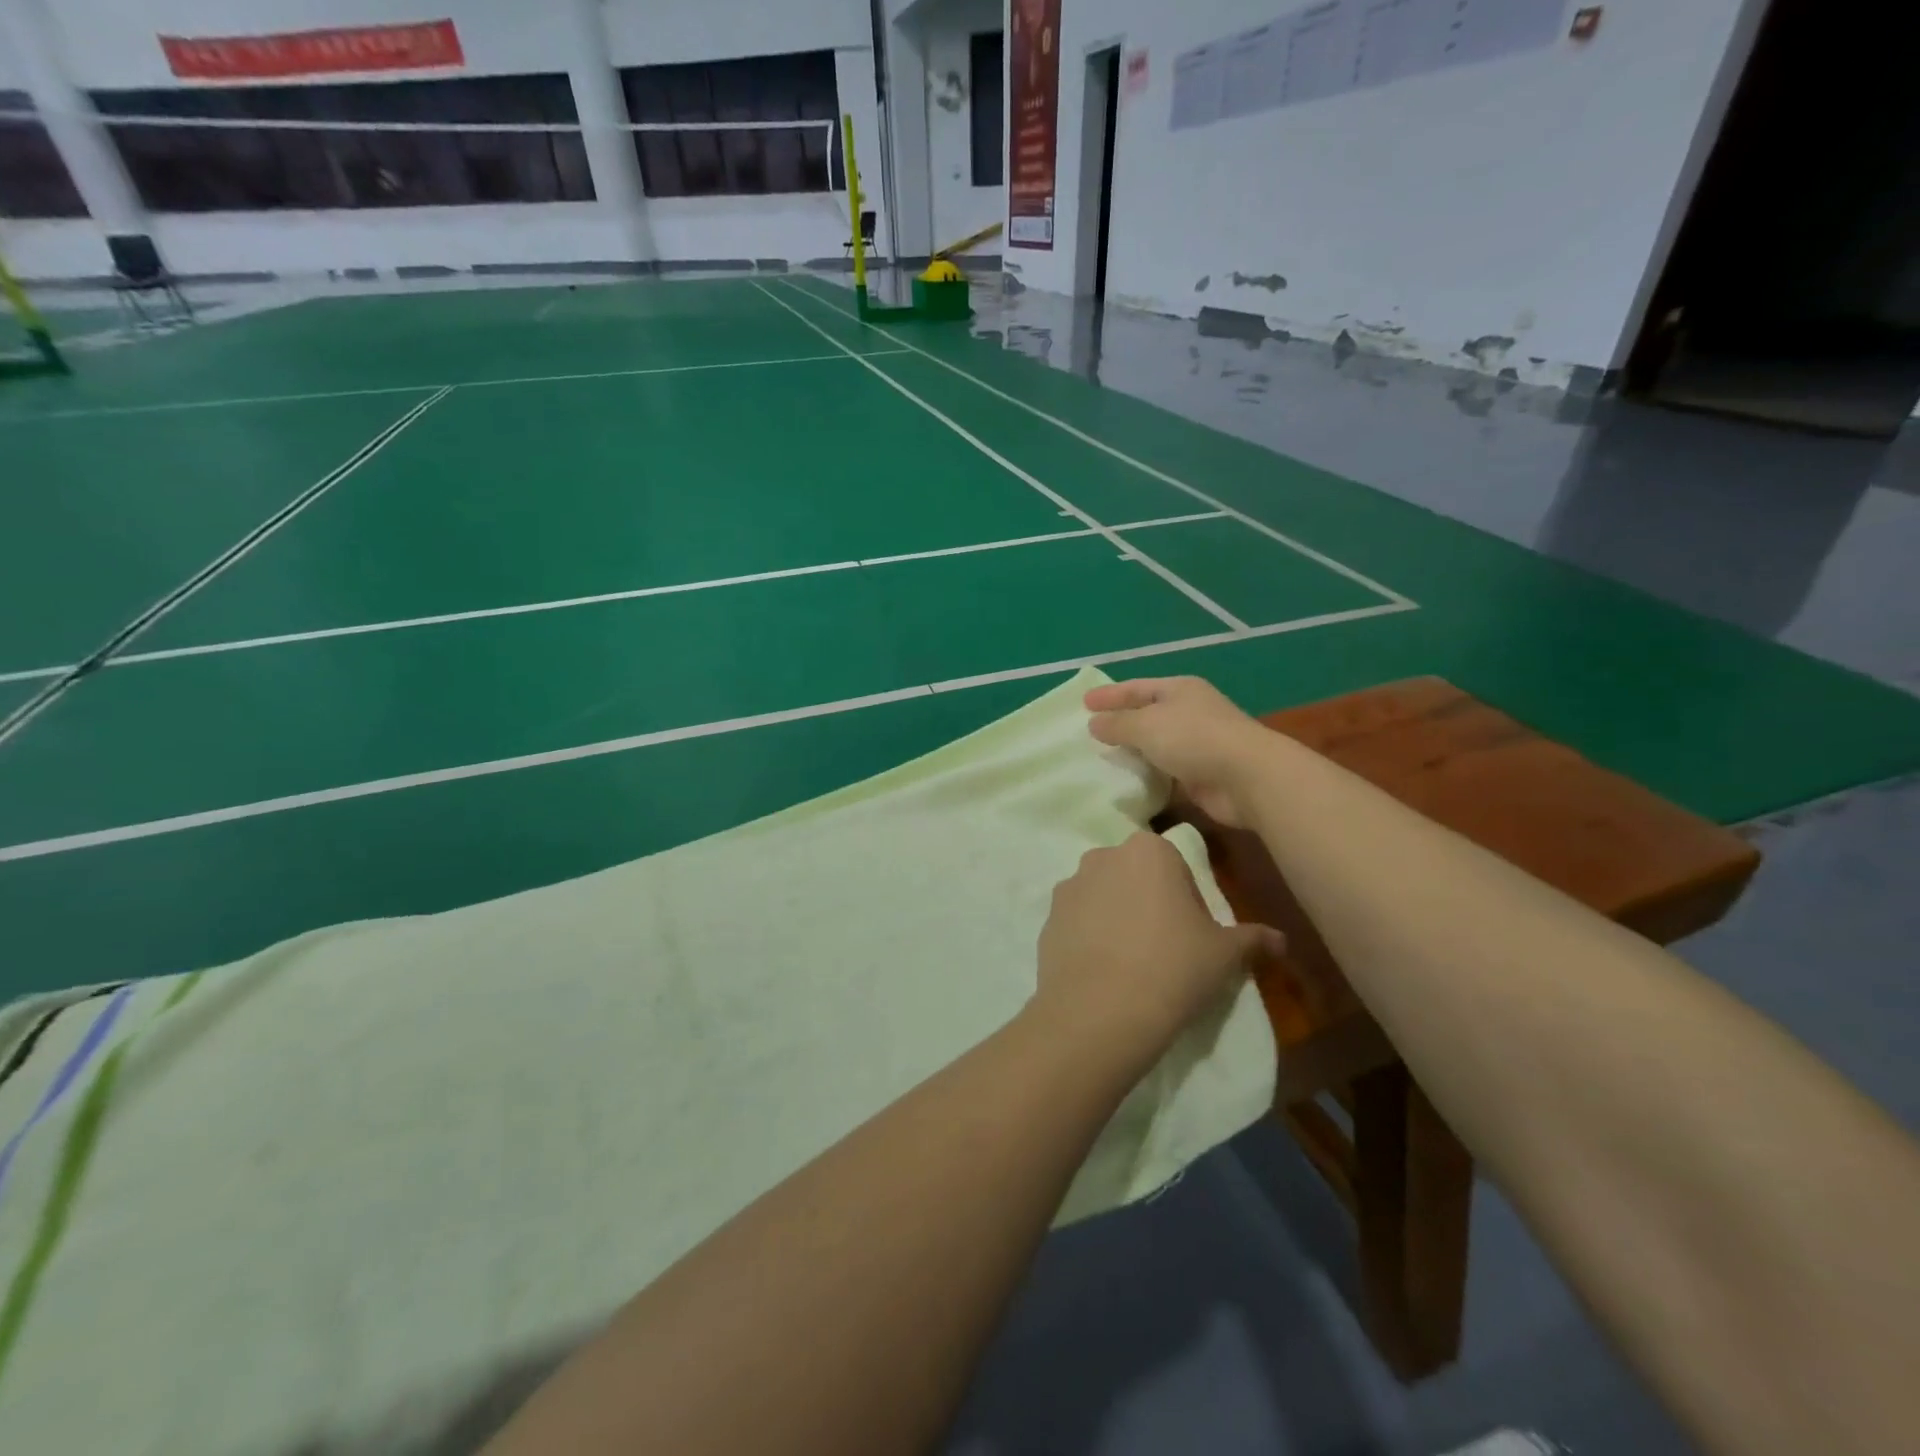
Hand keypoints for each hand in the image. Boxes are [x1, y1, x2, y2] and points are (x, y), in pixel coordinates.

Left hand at [1035, 833, 1284, 1060]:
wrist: (1101, 1012)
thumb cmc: (1174, 968)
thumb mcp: (1224, 954)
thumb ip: (1253, 939)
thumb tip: (1281, 940)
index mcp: (1148, 850)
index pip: (1175, 863)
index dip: (1186, 898)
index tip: (1191, 932)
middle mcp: (1103, 856)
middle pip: (1135, 875)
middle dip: (1147, 900)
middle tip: (1164, 947)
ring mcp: (1069, 885)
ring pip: (1103, 895)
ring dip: (1116, 916)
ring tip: (1130, 963)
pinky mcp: (1047, 917)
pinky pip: (1077, 921)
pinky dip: (1089, 937)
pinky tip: (1103, 971)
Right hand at [1086, 677, 1274, 828]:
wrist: (1247, 777)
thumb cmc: (1194, 739)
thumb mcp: (1146, 725)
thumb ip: (1117, 724)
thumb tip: (1094, 724)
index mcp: (1179, 690)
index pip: (1136, 687)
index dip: (1109, 695)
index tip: (1083, 703)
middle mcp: (1190, 712)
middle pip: (1147, 714)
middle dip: (1120, 722)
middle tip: (1090, 731)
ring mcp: (1198, 743)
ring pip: (1156, 744)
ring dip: (1133, 751)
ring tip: (1102, 759)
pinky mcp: (1201, 773)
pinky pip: (1165, 770)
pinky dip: (1147, 774)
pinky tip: (1127, 781)